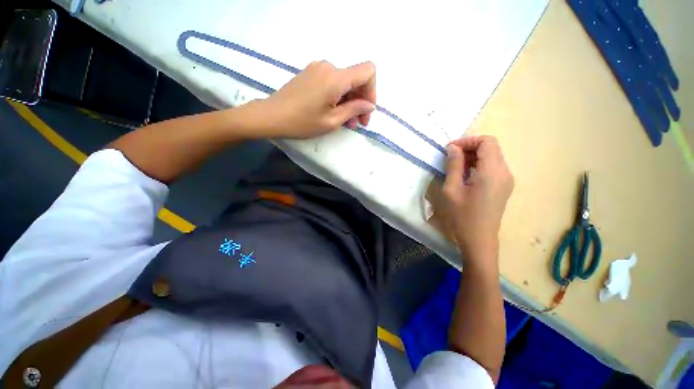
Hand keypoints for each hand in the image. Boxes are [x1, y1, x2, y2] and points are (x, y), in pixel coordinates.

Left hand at [253, 60, 375, 138]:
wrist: (271, 115)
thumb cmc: (302, 122)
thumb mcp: (332, 121)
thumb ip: (354, 110)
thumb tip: (370, 105)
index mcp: (335, 77)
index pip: (368, 71)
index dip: (372, 91)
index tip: (366, 110)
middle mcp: (329, 66)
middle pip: (356, 78)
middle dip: (361, 101)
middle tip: (358, 123)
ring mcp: (318, 68)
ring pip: (344, 82)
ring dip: (350, 101)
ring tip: (347, 122)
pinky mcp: (311, 73)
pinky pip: (333, 82)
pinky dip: (339, 96)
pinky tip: (336, 112)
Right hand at [442, 136, 513, 263]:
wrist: (479, 239)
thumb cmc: (462, 215)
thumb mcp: (452, 189)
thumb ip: (453, 165)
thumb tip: (453, 148)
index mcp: (492, 171)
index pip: (486, 142)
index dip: (467, 140)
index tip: (449, 149)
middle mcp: (505, 172)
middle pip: (491, 147)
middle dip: (469, 147)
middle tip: (450, 156)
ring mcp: (507, 180)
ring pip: (492, 156)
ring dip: (473, 156)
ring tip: (455, 165)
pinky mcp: (504, 187)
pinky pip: (492, 167)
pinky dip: (478, 165)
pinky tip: (465, 174)